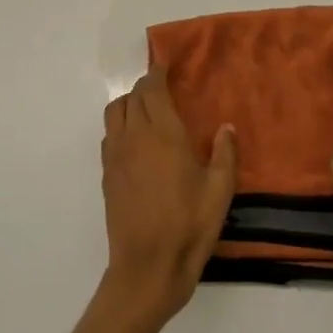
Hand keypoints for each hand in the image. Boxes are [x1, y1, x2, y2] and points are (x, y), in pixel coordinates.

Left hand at [101, 68, 236, 321]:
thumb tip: (225, 127)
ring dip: (128, 103)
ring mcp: (116, 157)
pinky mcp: (107, 176)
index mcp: (163, 135)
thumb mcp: (220, 191)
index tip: (164, 65)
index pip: (152, 91)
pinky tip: (136, 141)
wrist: (147, 266)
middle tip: (161, 86)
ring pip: (113, 113)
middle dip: (144, 86)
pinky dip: (120, 126)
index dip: (156, 74)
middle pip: (131, 98)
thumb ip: (224, 154)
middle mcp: (134, 138)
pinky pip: (109, 136)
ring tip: (146, 109)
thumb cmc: (189, 226)